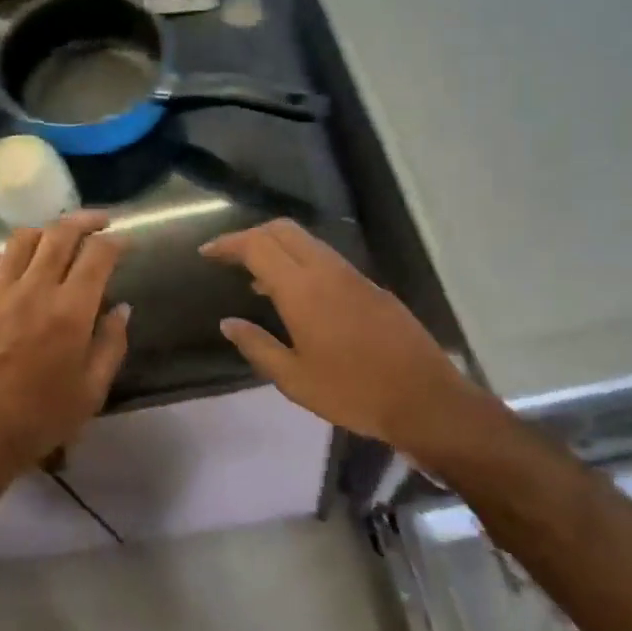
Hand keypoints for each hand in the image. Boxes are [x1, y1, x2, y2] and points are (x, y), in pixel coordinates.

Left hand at [0, 211, 129, 497]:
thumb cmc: (39, 421)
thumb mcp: (91, 391)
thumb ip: (111, 344)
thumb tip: (122, 308)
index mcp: (70, 310)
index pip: (98, 255)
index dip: (117, 242)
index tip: (126, 242)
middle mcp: (34, 289)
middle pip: (60, 234)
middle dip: (85, 220)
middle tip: (100, 221)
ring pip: (21, 239)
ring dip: (45, 232)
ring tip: (56, 239)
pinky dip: (1, 257)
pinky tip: (10, 268)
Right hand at [200, 219, 465, 444]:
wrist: (424, 400)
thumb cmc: (352, 393)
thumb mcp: (294, 379)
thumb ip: (257, 346)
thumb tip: (228, 323)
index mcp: (303, 290)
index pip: (257, 246)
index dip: (228, 244)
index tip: (207, 252)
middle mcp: (327, 271)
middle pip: (283, 230)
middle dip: (252, 235)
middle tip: (230, 257)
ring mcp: (353, 276)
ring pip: (308, 242)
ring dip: (278, 248)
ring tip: (256, 278)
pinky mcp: (371, 287)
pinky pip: (327, 259)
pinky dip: (302, 262)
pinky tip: (297, 295)